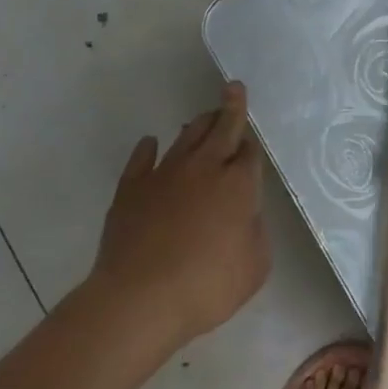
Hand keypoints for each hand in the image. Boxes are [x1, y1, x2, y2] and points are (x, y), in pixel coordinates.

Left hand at [91, 82, 269, 348]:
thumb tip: (244, 214)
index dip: (251, 143)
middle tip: (233, 88)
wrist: (139, 300)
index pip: (249, 152)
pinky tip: (151, 143)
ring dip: (198, 125)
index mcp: (239, 184)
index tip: (250, 135)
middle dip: (230, 107)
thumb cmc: (207, 285)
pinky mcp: (131, 190)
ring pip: (186, 137)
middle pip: (221, 129)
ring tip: (203, 118)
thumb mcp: (256, 265)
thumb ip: (255, 231)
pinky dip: (149, 147)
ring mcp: (164, 175)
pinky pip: (142, 159)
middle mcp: (204, 168)